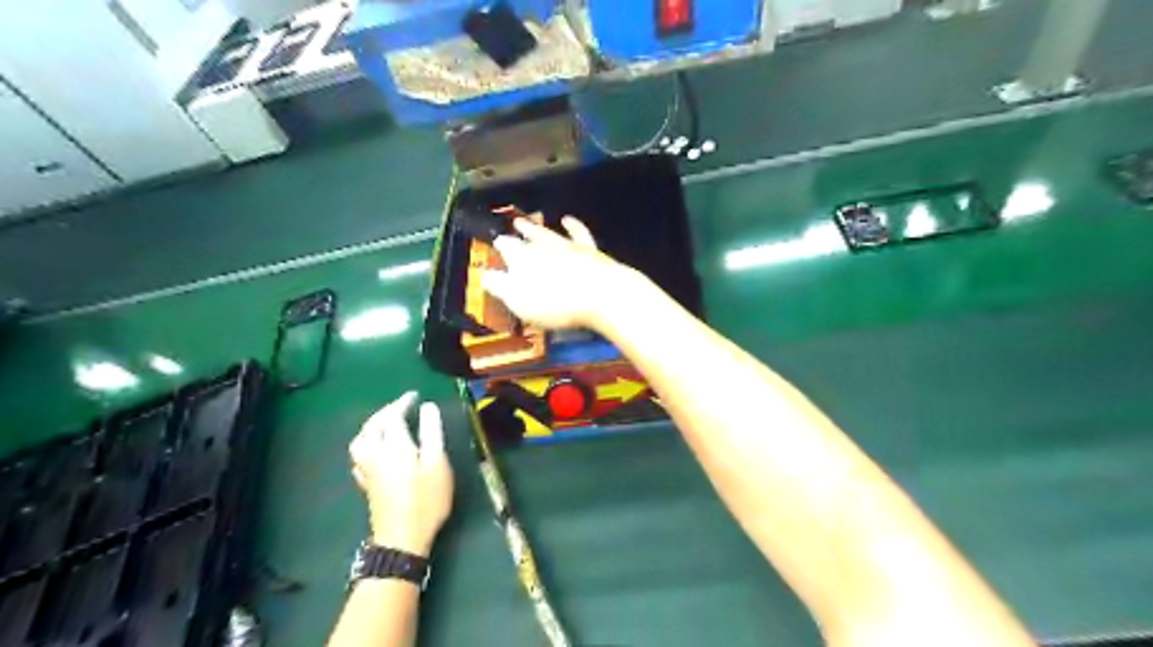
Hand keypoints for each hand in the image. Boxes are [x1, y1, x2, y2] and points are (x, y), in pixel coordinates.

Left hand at [352, 389, 454, 554]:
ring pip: (360, 440)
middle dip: (385, 412)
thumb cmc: (426, 499)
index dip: (402, 403)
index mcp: (393, 445)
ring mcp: (367, 470)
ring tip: (387, 424)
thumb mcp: (437, 463)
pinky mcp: (366, 484)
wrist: (401, 539)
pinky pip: (359, 456)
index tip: (415, 396)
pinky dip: (367, 444)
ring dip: (371, 427)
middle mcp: (375, 454)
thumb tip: (428, 407)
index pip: (392, 416)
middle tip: (402, 407)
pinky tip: (377, 449)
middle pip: (372, 426)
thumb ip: (431, 432)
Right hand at [481, 216, 647, 330]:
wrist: (600, 293)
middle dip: (521, 231)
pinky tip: (570, 220)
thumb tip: (485, 275)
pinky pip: (579, 234)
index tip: (496, 243)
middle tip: (515, 223)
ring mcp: (568, 246)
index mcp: (522, 257)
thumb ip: (499, 286)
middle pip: (529, 236)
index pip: (507, 247)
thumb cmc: (554, 301)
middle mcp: (543, 246)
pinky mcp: (590, 251)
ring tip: (533, 220)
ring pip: (550, 232)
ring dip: (540, 227)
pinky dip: (573, 226)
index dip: (500, 246)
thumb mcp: (518, 299)